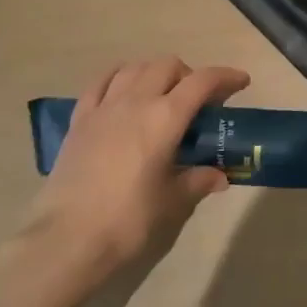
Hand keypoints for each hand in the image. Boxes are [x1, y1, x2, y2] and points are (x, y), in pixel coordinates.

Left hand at [10, 57, 248, 301]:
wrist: (65, 240)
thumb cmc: (127, 220)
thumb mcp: (172, 202)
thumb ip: (198, 181)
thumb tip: (219, 177)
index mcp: (165, 118)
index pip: (203, 81)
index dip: (226, 77)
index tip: (241, 83)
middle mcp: (136, 101)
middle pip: (168, 66)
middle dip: (189, 75)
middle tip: (198, 102)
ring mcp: (103, 108)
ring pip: (135, 68)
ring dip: (155, 73)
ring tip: (162, 95)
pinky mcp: (79, 121)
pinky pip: (101, 83)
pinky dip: (119, 78)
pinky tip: (124, 91)